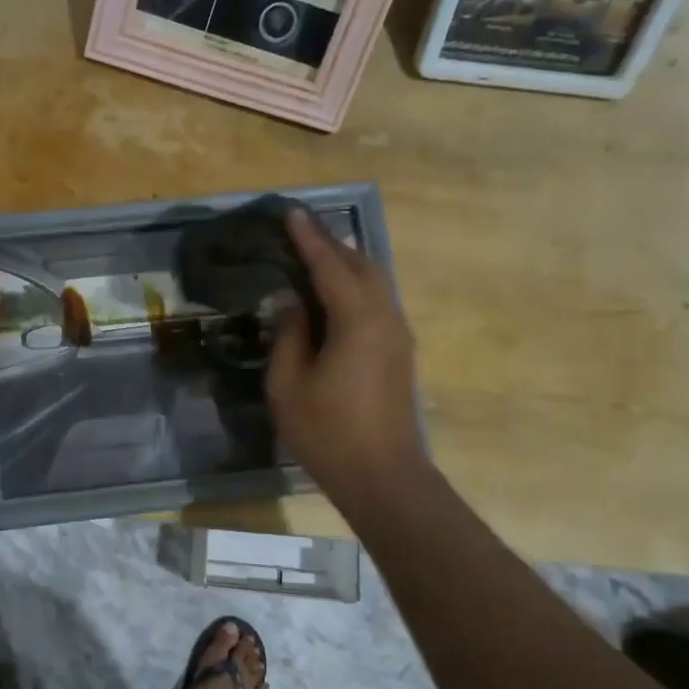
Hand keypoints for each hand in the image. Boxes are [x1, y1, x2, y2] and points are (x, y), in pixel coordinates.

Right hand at [266, 208, 425, 499]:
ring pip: (375, 282)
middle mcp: (385, 316)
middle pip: (361, 265)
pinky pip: (378, 302)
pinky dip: (355, 287)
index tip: (291, 213)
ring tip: (315, 258)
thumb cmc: (328, 431)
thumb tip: (290, 300)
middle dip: (332, 245)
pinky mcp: (399, 353)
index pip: (330, 265)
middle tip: (300, 233)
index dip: (308, 238)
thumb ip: (289, 333)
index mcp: (357, 318)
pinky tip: (334, 297)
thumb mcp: (289, 383)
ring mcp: (398, 335)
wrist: (382, 475)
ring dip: (346, 265)